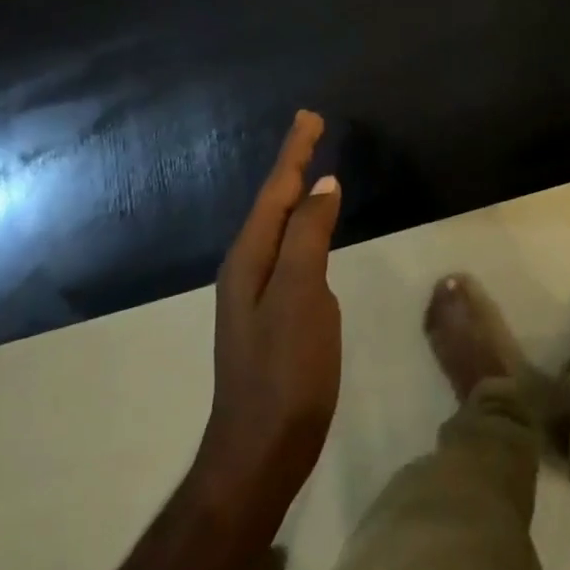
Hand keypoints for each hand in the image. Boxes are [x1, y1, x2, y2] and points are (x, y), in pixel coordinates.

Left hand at [198, 111, 342, 518]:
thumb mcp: (299, 296)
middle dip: (291, 163)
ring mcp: (256, 292)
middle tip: (310, 129)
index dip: (294, 152)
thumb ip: (308, 236)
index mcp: (250, 257)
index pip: (276, 190)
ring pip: (277, 225)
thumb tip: (323, 184)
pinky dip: (300, 223)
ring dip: (294, 191)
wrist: (260, 452)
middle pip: (273, 202)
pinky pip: (287, 248)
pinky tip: (310, 227)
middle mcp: (247, 267)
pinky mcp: (272, 312)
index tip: (310, 117)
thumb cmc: (284, 371)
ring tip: (310, 165)